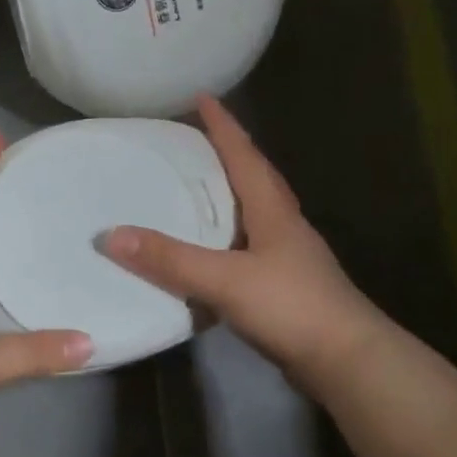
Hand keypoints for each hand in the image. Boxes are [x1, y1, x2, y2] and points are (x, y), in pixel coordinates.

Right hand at [104, 96, 388, 392]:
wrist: (346, 360)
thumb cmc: (291, 306)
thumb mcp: (225, 279)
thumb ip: (170, 259)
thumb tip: (110, 235)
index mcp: (273, 210)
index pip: (244, 155)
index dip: (223, 126)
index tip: (203, 97)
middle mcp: (283, 225)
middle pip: (255, 178)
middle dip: (228, 154)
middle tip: (195, 140)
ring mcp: (288, 257)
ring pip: (254, 213)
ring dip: (229, 195)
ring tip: (198, 189)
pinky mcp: (285, 286)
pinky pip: (249, 247)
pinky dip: (227, 238)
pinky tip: (211, 252)